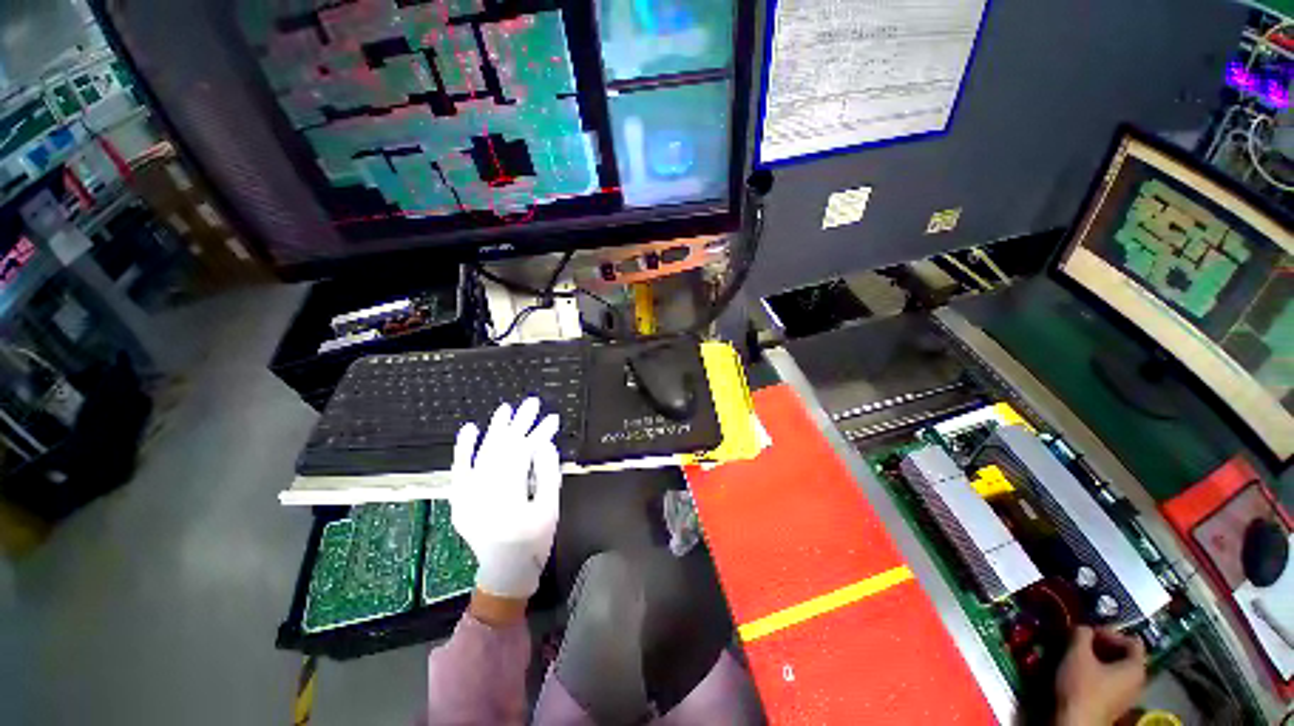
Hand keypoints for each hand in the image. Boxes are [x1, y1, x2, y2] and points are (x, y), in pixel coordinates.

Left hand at [450, 398, 561, 600]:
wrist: (504, 572)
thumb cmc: (533, 542)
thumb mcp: (549, 509)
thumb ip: (547, 475)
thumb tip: (544, 444)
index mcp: (508, 497)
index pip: (523, 454)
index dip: (538, 433)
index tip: (552, 418)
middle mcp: (483, 493)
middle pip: (502, 449)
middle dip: (519, 424)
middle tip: (532, 403)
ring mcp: (467, 496)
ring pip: (482, 455)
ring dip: (495, 430)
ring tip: (506, 409)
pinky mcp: (460, 498)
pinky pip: (460, 470)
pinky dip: (464, 449)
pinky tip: (469, 429)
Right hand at [1055, 626, 1146, 725]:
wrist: (1077, 722)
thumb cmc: (1082, 686)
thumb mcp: (1077, 654)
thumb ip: (1082, 634)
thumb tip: (1083, 627)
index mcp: (1136, 668)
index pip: (1132, 641)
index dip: (1111, 633)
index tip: (1090, 633)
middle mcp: (1139, 681)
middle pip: (1126, 656)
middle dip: (1104, 647)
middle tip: (1082, 643)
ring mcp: (1128, 696)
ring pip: (1117, 670)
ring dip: (1099, 660)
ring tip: (1079, 657)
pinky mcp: (1116, 705)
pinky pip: (1112, 682)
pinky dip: (1099, 673)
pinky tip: (1082, 674)